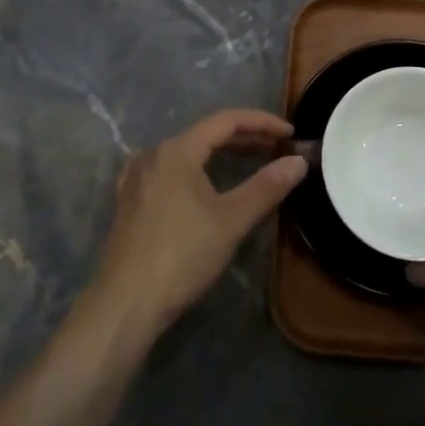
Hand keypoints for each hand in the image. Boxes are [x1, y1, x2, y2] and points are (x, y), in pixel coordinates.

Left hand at [88, 109, 306, 336]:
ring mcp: (137, 178)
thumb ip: (266, 187)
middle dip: (244, 138)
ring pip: (187, 152)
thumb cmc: (182, 256)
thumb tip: (299, 161)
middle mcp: (153, 154)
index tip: (290, 133)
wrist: (125, 304)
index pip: (226, 121)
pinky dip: (195, 169)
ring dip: (220, 154)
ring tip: (248, 162)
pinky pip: (170, 170)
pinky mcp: (129, 201)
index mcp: (177, 150)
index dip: (262, 123)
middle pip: (205, 134)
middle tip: (276, 148)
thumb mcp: (231, 221)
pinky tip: (201, 182)